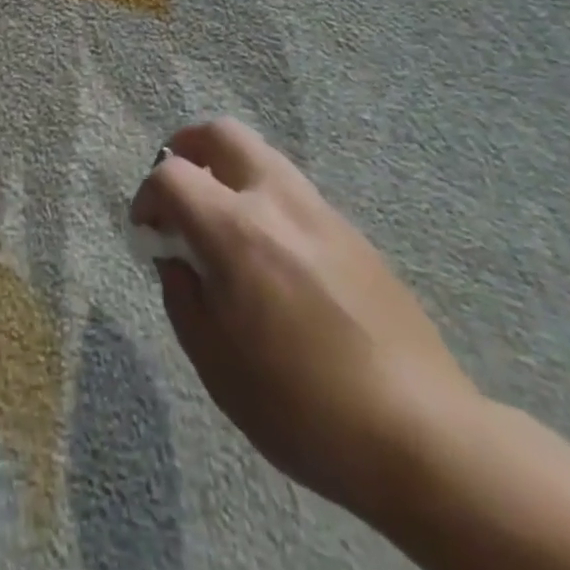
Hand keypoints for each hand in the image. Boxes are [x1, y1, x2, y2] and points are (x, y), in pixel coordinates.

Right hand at [130, 120, 478, 524]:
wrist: (422, 436)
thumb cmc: (302, 407)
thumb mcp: (217, 365)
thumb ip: (183, 298)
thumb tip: (177, 261)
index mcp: (236, 231)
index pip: (172, 175)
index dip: (147, 194)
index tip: (146, 229)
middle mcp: (277, 203)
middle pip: (222, 133)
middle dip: (187, 147)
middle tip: (176, 187)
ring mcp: (321, 212)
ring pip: (262, 155)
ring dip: (228, 170)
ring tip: (221, 219)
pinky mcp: (353, 233)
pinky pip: (294, 191)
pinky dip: (264, 198)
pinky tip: (270, 254)